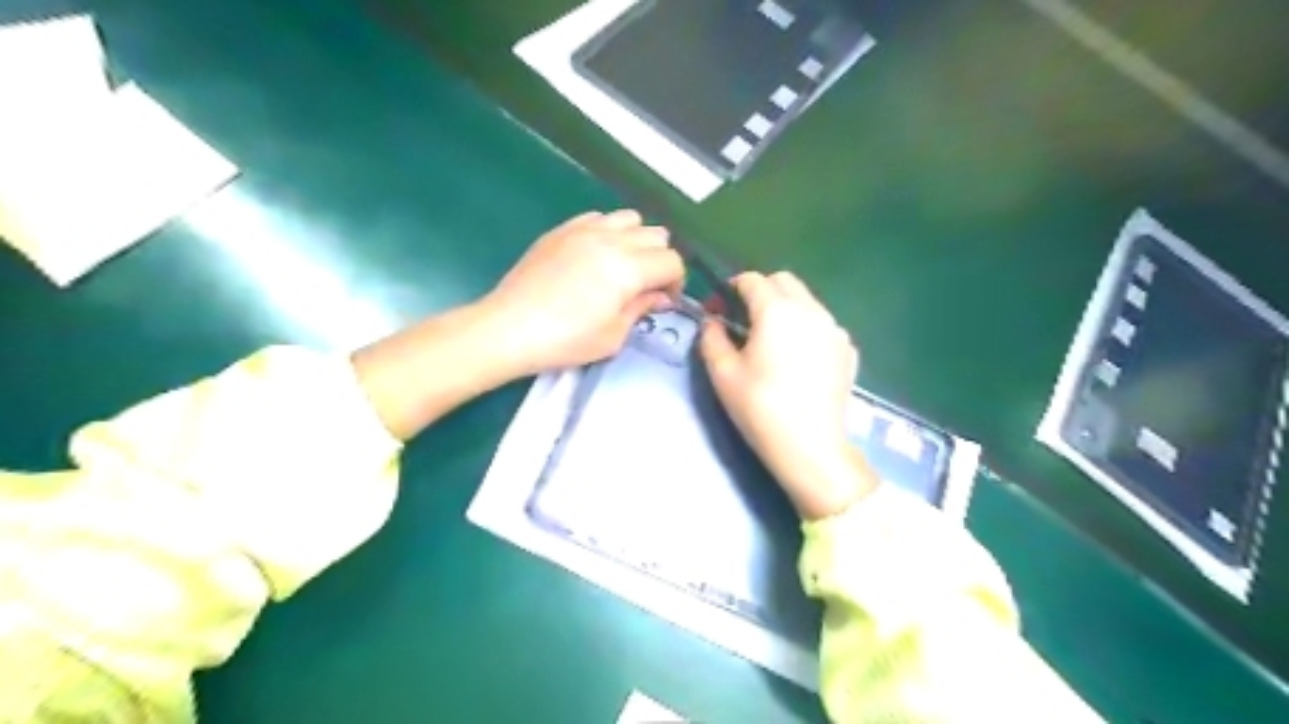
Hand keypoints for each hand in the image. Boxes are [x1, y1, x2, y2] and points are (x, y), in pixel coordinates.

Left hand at [482, 206, 683, 373]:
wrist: (509, 328)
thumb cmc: (565, 340)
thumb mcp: (613, 335)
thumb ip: (642, 308)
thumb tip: (660, 296)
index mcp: (627, 268)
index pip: (672, 261)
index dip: (676, 282)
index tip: (664, 301)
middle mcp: (610, 239)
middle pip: (656, 235)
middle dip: (659, 261)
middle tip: (646, 287)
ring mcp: (584, 229)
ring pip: (630, 218)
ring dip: (637, 241)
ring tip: (623, 266)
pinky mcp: (562, 230)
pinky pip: (599, 217)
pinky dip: (609, 231)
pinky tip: (596, 255)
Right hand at [702, 272, 880, 519]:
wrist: (811, 447)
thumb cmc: (760, 408)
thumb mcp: (723, 373)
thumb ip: (712, 338)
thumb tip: (712, 322)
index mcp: (777, 311)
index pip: (753, 280)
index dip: (732, 287)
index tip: (721, 306)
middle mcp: (811, 310)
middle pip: (784, 281)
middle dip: (762, 291)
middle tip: (745, 319)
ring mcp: (835, 329)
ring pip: (807, 300)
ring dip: (786, 307)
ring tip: (773, 340)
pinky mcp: (848, 350)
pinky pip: (823, 324)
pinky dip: (806, 328)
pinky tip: (798, 358)